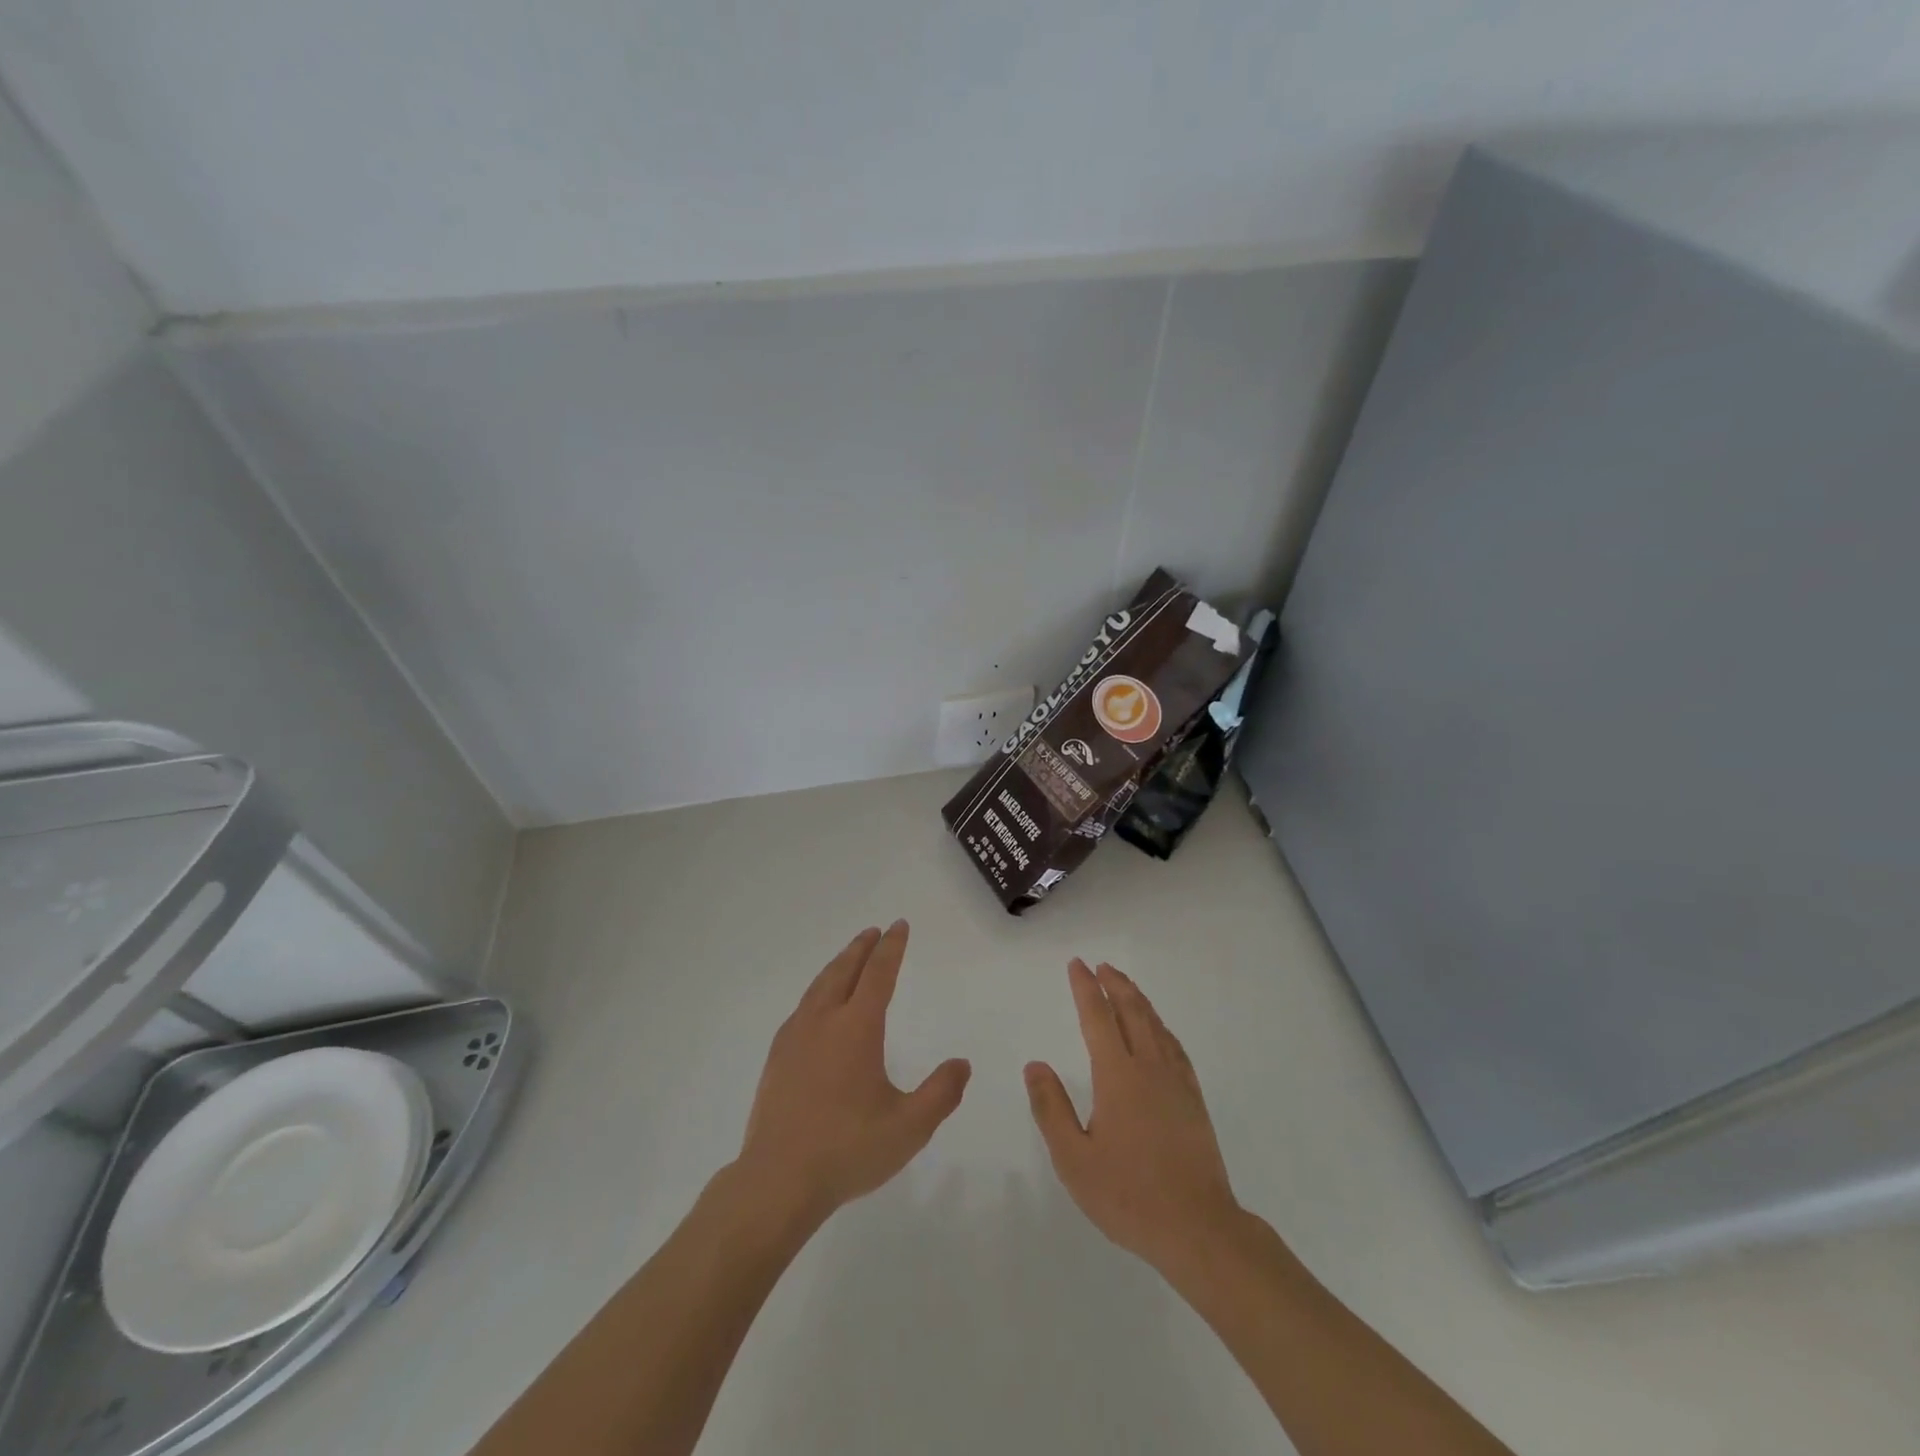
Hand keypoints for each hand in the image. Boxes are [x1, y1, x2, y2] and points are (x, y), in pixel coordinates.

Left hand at [734, 921, 970, 1224]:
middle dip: (862, 948)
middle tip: (874, 931)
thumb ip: (941, 1093)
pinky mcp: (777, 1058)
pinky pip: (802, 1007)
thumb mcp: (909, 1127)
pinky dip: (818, 990)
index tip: (898, 926)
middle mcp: (824, 1022)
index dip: (891, 948)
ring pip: (819, 986)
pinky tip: (817, 1005)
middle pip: (844, 970)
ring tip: (849, 957)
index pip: (878, 974)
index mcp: (857, 1028)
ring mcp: (795, 1038)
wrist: (777, 1180)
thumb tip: (962, 1064)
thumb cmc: (848, 1150)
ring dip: (838, 965)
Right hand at [1026, 959, 1241, 1274]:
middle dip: (1114, 985)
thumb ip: (1051, 1108)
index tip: (1077, 965)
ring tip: (1125, 986)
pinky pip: (1175, 1047)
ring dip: (1138, 1000)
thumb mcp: (1074, 1159)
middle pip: (1131, 1012)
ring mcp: (1176, 1082)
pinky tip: (1159, 1031)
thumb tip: (1035, 1064)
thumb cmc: (1128, 1196)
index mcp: (1117, 1076)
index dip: (1086, 989)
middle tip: (1101, 966)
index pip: (1098, 1018)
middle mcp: (1149, 1068)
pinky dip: (1161, 1027)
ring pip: (1156, 1025)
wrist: (1198, 1229)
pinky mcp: (1194, 1100)